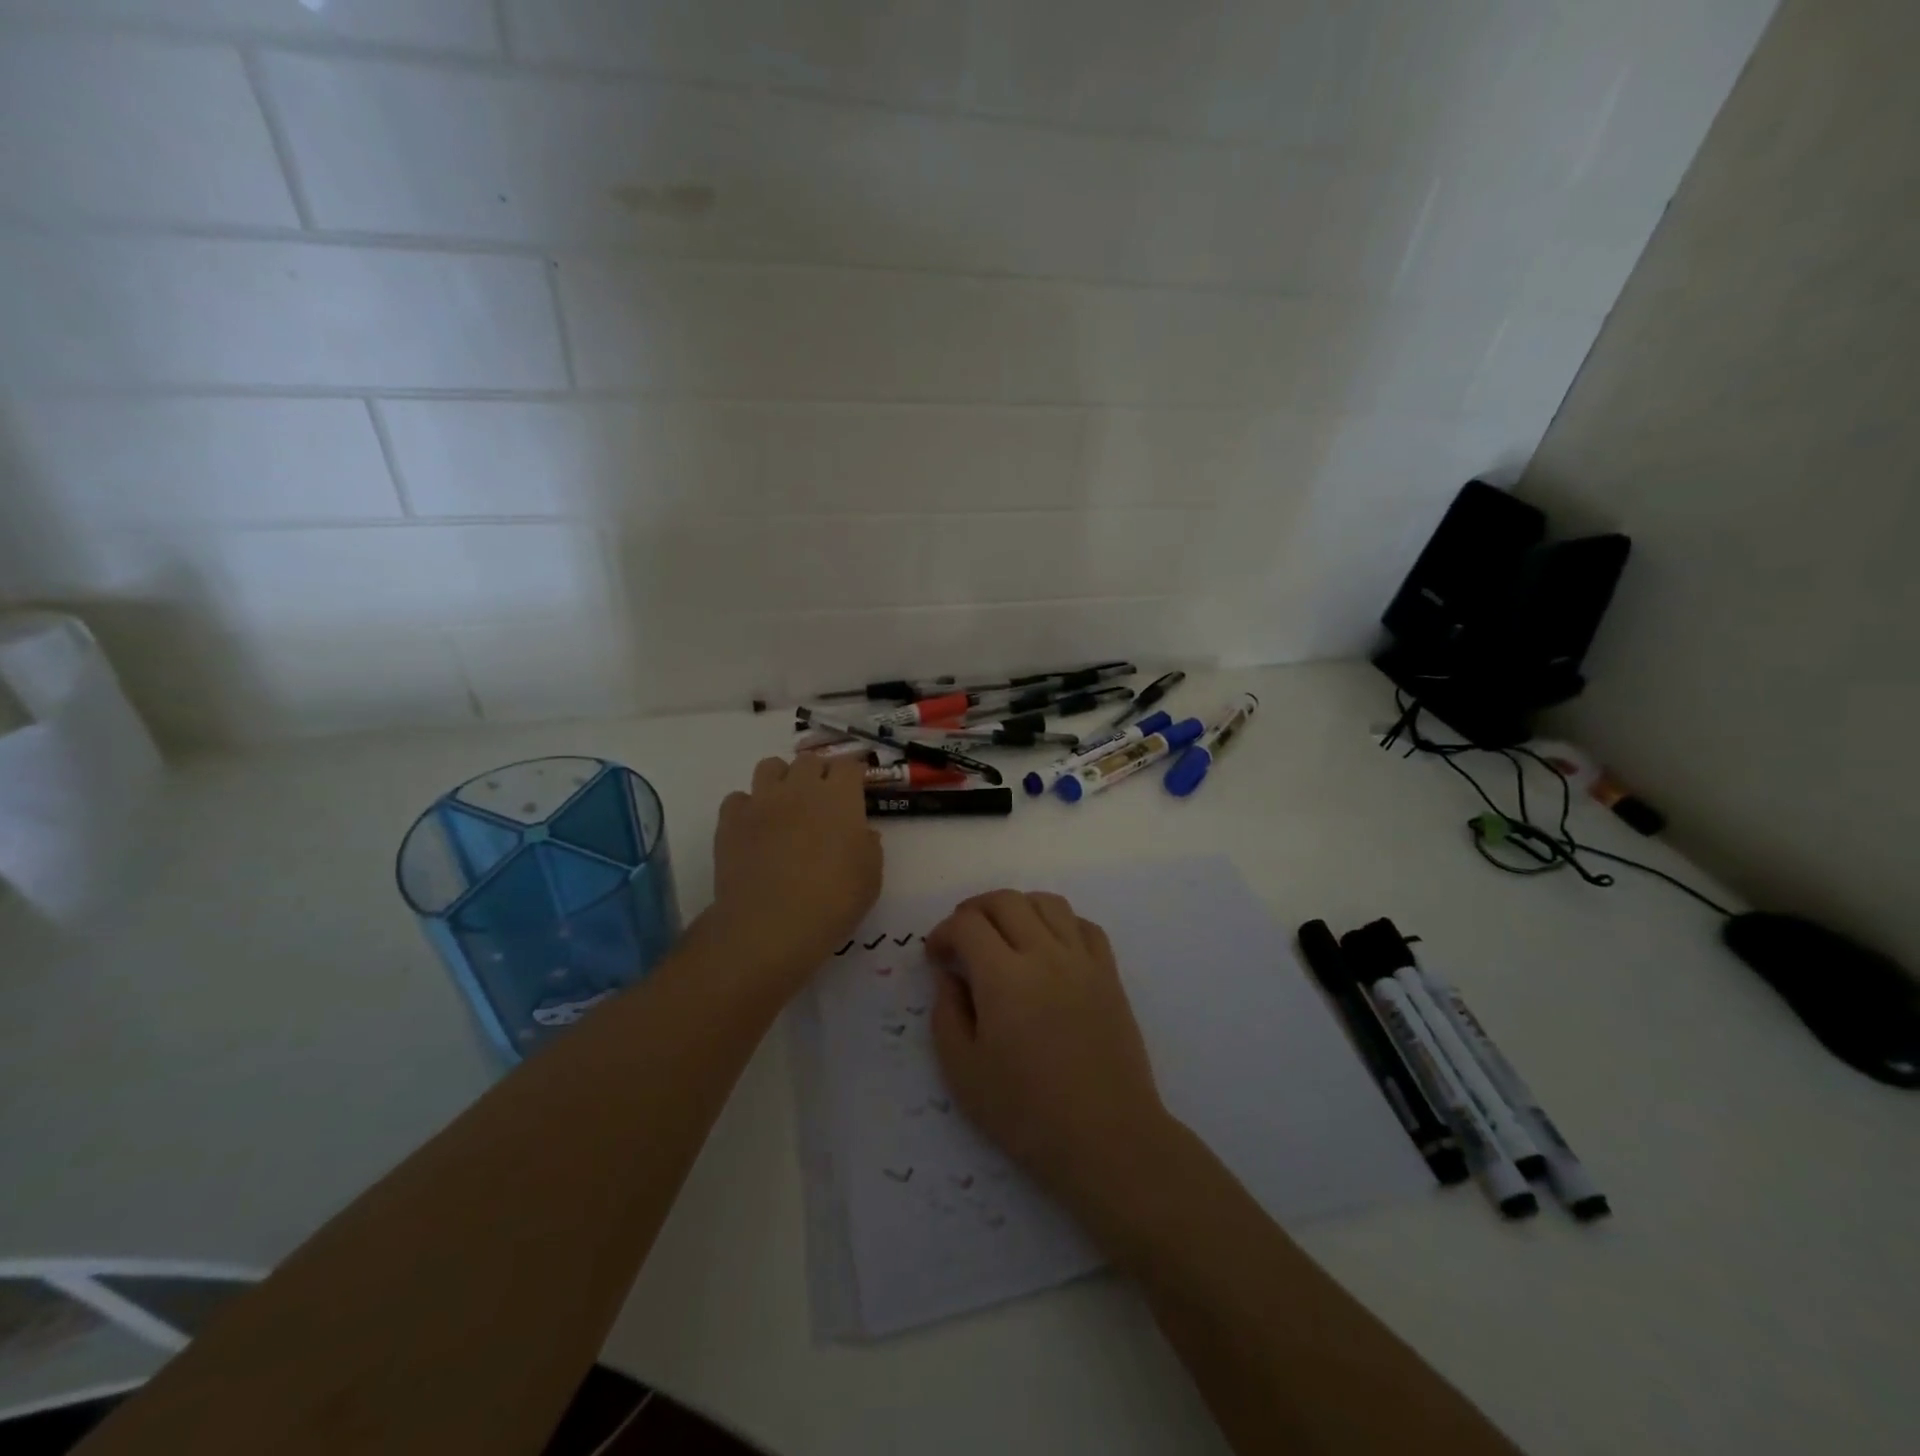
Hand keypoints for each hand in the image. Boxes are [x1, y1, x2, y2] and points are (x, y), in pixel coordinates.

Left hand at [708, 755, 882, 991]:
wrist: (770, 925)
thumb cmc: (833, 902)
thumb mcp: (870, 878)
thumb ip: (869, 847)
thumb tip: (862, 833)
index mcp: (840, 797)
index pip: (848, 765)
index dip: (852, 774)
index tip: (855, 788)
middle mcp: (800, 789)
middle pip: (809, 760)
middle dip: (817, 773)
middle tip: (821, 800)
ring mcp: (762, 801)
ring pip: (769, 767)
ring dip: (781, 780)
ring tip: (785, 805)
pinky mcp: (731, 820)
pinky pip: (738, 798)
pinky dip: (747, 808)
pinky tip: (754, 829)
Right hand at [927, 891, 1172, 1212]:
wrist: (1107, 1138)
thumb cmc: (1027, 1113)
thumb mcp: (964, 1072)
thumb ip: (947, 1014)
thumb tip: (949, 974)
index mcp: (1004, 978)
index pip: (967, 924)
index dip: (943, 932)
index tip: (936, 956)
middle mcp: (1044, 954)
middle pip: (1005, 901)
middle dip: (974, 910)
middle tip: (962, 937)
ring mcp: (1082, 961)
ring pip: (1047, 903)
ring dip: (1017, 908)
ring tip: (1004, 934)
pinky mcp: (1109, 974)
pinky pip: (1084, 925)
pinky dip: (1060, 923)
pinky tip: (1049, 947)